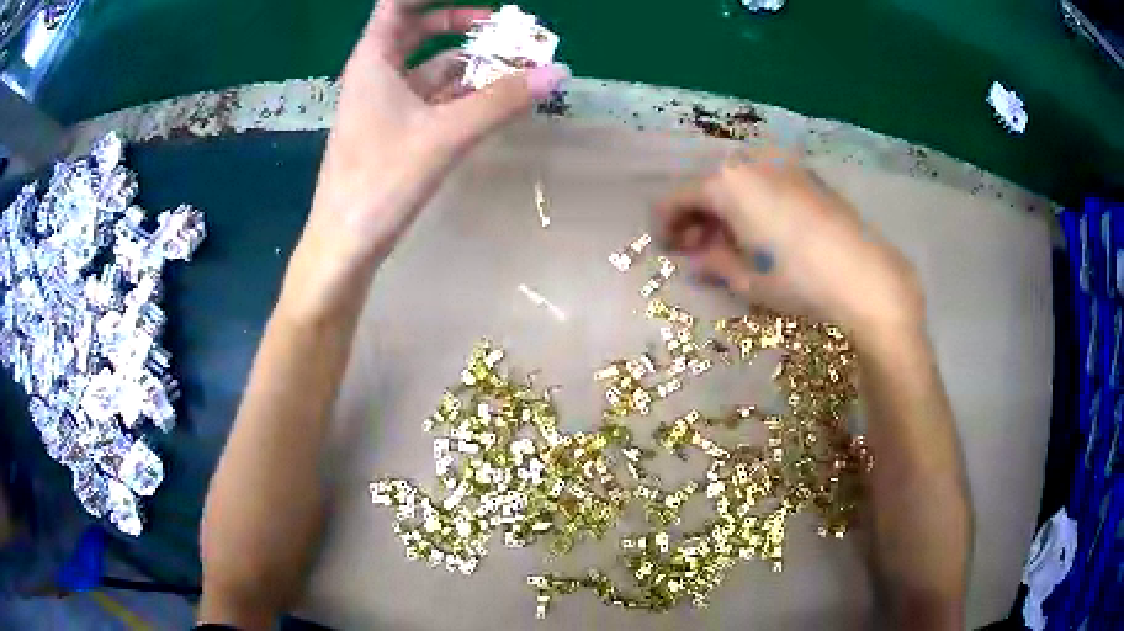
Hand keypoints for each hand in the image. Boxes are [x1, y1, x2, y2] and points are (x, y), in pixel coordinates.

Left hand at [285, 0, 568, 315]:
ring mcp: (383, 102)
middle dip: (463, 24)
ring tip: (514, 66)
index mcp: (374, 59)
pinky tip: (492, 99)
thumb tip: (557, 72)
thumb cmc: (382, 180)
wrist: (345, 244)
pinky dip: (460, 93)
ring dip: (469, 63)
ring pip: (429, 67)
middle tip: (506, 27)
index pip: (398, 3)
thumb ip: (502, 100)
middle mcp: (376, 73)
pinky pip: (430, 97)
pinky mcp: (392, 130)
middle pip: (418, 30)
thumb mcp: (446, 134)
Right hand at [654, 151, 923, 337]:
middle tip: (698, 252)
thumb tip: (694, 261)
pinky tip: (764, 233)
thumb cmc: (798, 279)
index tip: (666, 250)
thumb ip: (712, 264)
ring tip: (732, 246)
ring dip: (726, 212)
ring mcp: (783, 166)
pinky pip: (766, 185)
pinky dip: (753, 206)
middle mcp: (751, 163)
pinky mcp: (808, 176)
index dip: (664, 225)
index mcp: (727, 184)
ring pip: (739, 185)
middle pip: (709, 187)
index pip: (678, 199)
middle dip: (698, 219)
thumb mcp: (748, 279)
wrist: (865, 275)